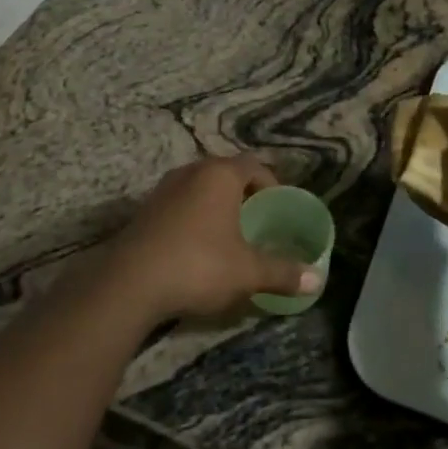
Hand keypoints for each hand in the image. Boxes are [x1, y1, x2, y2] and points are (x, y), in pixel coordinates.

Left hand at [106, 155, 322, 321]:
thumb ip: (282, 272)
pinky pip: (179, 204)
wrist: (130, 283)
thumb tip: (317, 279)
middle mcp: (191, 172)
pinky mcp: (144, 210)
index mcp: (220, 175)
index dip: (271, 184)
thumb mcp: (247, 272)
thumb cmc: (198, 265)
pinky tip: (196, 247)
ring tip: (228, 234)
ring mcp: (163, 189)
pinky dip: (193, 217)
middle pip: (225, 173)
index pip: (254, 165)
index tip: (280, 208)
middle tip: (257, 220)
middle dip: (243, 193)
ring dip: (215, 205)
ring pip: (199, 187)